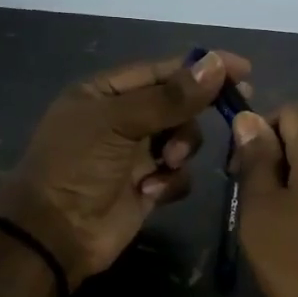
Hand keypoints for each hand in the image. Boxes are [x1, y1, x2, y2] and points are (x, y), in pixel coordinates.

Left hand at [0, 49, 250, 286]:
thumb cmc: (77, 165)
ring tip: (166, 164)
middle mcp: (122, 120)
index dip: (201, 68)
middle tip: (232, 110)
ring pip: (183, 140)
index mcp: (105, 93)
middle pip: (177, 104)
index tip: (242, 70)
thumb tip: (216, 64)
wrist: (55, 232)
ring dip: (182, 149)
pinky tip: (152, 192)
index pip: (162, 70)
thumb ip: (170, 96)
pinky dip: (171, 181)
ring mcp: (135, 155)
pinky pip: (178, 175)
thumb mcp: (119, 122)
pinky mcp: (147, 187)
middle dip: (193, 113)